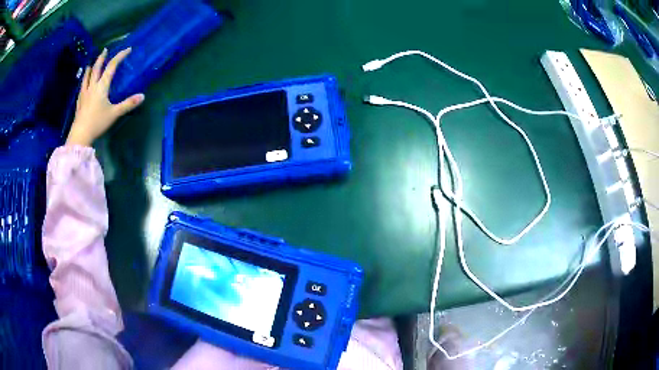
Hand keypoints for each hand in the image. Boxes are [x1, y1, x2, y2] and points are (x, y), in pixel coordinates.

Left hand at [66, 48, 144, 146]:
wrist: (80, 135)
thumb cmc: (97, 122)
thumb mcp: (114, 114)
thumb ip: (127, 104)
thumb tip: (142, 96)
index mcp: (102, 86)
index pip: (112, 66)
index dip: (120, 56)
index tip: (128, 50)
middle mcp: (92, 86)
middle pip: (97, 68)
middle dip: (102, 58)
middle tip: (105, 50)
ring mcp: (84, 93)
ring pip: (87, 76)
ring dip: (91, 68)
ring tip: (91, 63)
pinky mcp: (79, 101)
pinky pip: (82, 87)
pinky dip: (84, 80)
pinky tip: (84, 83)